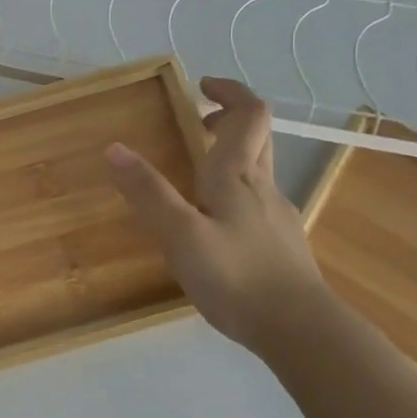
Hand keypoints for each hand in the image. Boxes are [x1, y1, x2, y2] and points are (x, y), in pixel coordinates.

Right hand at [105, 77, 331, 353]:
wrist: (301, 331)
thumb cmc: (237, 277)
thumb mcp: (181, 235)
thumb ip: (148, 192)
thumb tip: (115, 148)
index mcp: (238, 177)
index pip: (249, 115)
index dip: (230, 92)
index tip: (201, 86)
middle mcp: (262, 188)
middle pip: (257, 137)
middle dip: (228, 120)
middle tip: (196, 122)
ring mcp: (277, 216)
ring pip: (257, 170)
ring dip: (229, 156)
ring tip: (193, 174)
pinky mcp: (281, 244)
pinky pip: (256, 201)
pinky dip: (233, 191)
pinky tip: (213, 224)